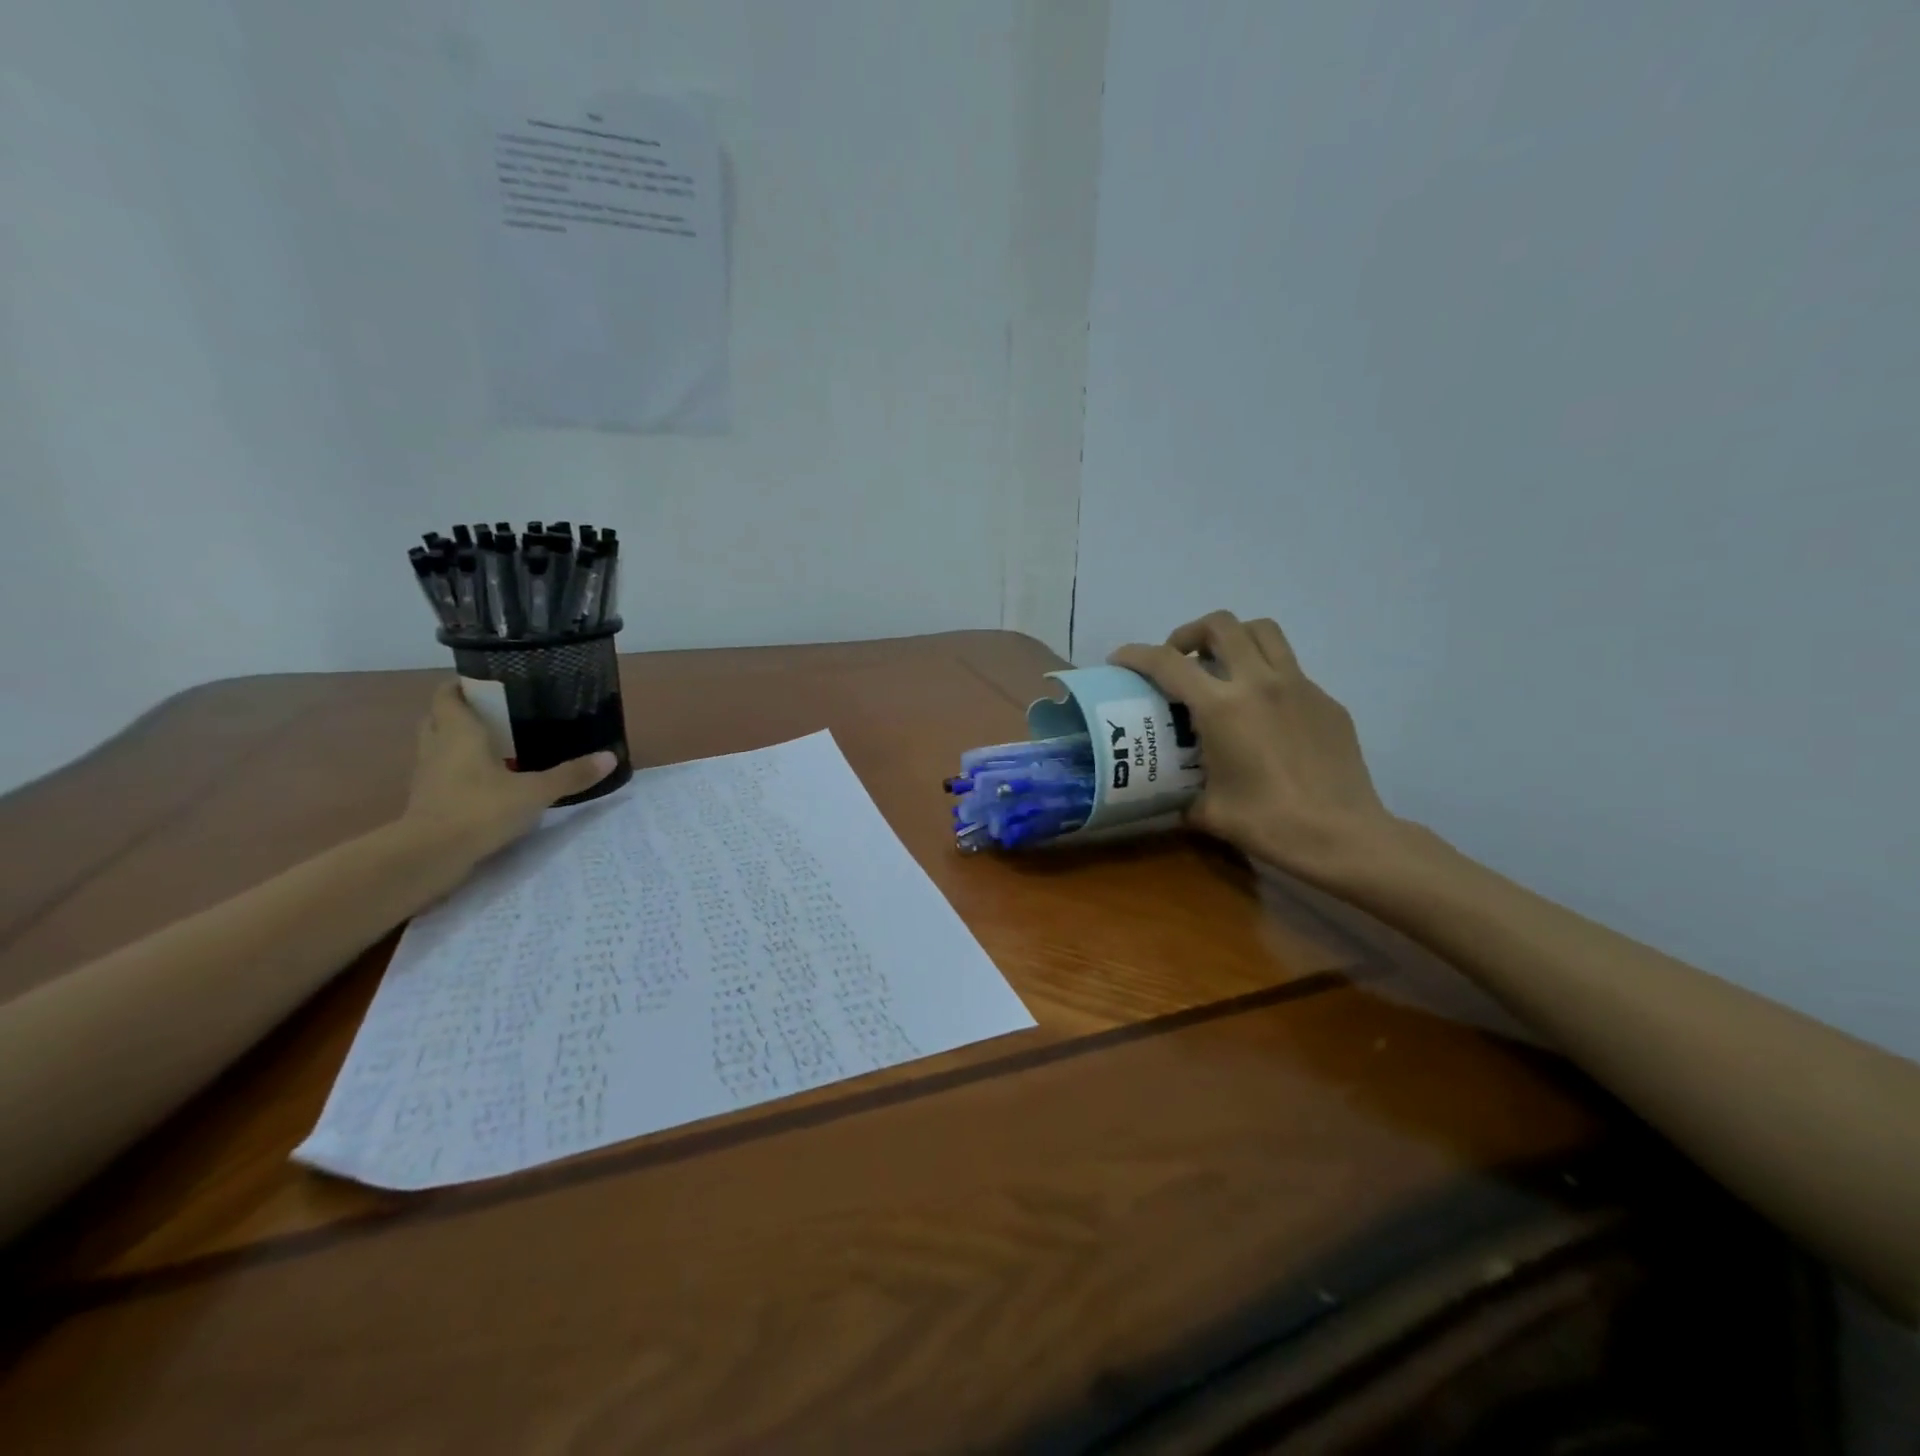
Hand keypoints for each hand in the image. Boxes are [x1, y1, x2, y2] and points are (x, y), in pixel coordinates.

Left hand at [400, 680, 617, 862]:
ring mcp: (428, 776)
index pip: (448, 694)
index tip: (490, 683)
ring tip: (497, 744)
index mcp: (457, 732)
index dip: (463, 684)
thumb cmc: (479, 810)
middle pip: (439, 718)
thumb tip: (610, 757)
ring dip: (458, 742)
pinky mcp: (428, 801)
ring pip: (439, 746)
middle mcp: (437, 747)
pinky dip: (460, 770)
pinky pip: (443, 774)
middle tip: (498, 713)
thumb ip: (570, 775)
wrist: (429, 857)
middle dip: (463, 712)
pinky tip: (488, 780)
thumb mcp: (534, 792)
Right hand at [1110, 611, 1400, 883]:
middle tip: (1180, 660)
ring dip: (1233, 638)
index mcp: (1222, 707)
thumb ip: (1182, 792)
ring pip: (1262, 631)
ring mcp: (1299, 686)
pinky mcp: (1326, 701)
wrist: (1342, 836)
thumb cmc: (1268, 824)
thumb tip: (1172, 794)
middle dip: (1190, 634)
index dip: (1136, 655)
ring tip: (1222, 667)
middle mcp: (1259, 683)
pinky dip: (1266, 675)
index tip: (1120, 660)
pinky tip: (1263, 713)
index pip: (1167, 663)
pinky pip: (1290, 669)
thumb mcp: (1208, 810)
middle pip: (1220, 625)